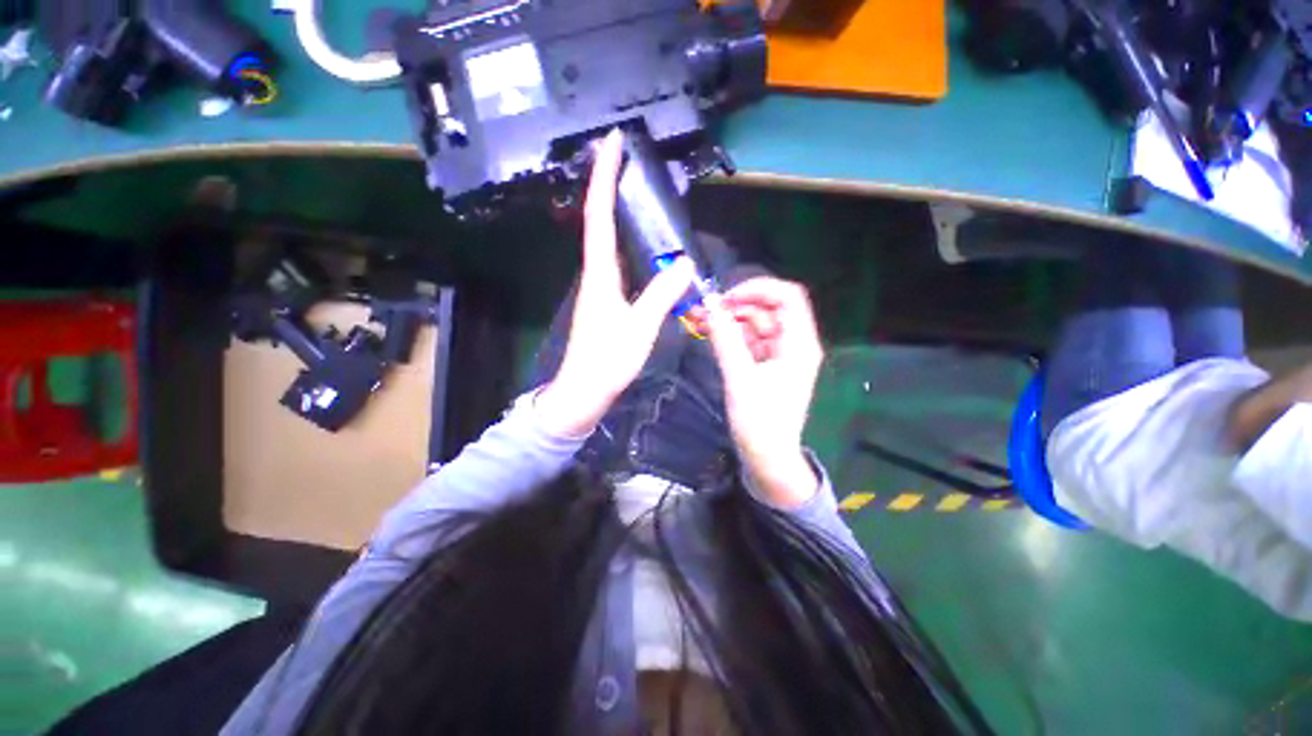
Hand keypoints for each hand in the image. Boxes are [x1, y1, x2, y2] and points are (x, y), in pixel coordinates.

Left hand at [536, 130, 694, 436]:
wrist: (584, 391)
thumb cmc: (607, 361)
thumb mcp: (640, 328)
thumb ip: (662, 294)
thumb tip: (685, 262)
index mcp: (600, 274)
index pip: (599, 215)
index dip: (604, 178)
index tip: (612, 143)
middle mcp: (597, 274)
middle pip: (600, 221)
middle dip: (611, 187)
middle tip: (632, 162)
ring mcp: (601, 287)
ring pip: (610, 242)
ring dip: (621, 214)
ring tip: (642, 194)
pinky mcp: (607, 300)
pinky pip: (620, 263)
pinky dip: (631, 246)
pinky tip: (647, 246)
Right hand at [697, 278, 824, 506]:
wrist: (767, 458)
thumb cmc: (760, 422)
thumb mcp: (740, 378)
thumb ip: (725, 339)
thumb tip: (711, 305)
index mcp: (798, 344)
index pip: (787, 297)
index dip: (757, 289)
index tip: (726, 298)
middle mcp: (793, 344)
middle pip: (768, 309)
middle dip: (736, 306)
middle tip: (704, 310)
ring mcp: (779, 355)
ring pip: (755, 324)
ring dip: (729, 320)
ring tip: (700, 321)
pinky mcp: (766, 365)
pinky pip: (749, 341)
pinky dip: (731, 336)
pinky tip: (711, 335)